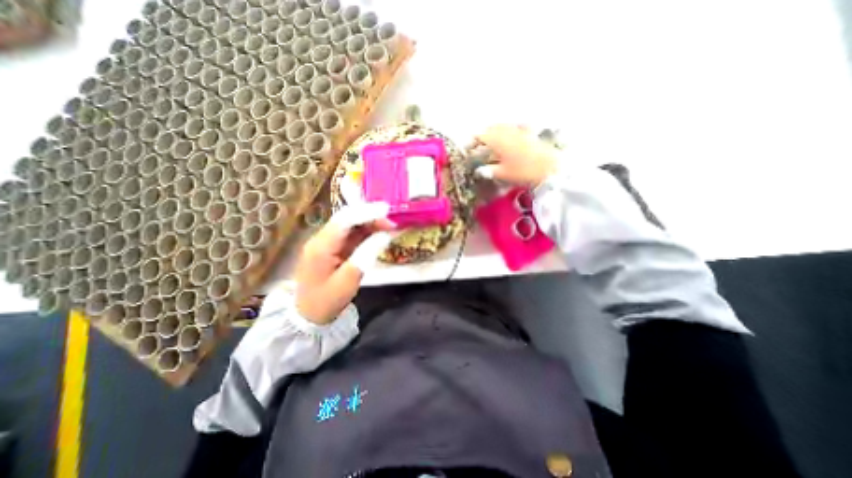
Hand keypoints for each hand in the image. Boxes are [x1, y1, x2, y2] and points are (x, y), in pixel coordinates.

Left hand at [298, 202, 396, 324]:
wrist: (307, 316)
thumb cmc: (326, 302)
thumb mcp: (349, 281)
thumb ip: (366, 254)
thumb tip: (385, 234)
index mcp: (321, 245)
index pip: (345, 219)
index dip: (367, 212)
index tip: (389, 211)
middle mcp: (322, 238)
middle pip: (348, 218)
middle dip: (372, 216)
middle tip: (394, 221)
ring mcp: (327, 242)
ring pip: (351, 224)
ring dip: (371, 222)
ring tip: (391, 226)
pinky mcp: (333, 247)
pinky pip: (352, 234)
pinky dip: (367, 232)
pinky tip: (380, 233)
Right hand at [473, 125, 560, 185]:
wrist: (549, 167)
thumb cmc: (523, 171)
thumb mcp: (502, 174)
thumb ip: (489, 171)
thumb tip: (479, 171)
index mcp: (497, 140)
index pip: (480, 135)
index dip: (472, 141)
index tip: (468, 148)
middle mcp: (506, 131)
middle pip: (490, 128)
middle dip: (482, 134)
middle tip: (478, 144)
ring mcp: (518, 131)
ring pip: (502, 126)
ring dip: (494, 131)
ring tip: (490, 140)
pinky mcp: (528, 133)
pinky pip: (514, 127)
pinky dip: (508, 130)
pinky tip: (509, 135)